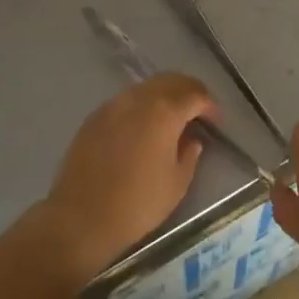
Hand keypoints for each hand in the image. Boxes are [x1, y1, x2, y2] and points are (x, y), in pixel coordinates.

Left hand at [38, 73, 220, 282]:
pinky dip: (142, 106)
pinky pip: (126, 101)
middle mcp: (138, 98)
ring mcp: (113, 105)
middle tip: (199, 113)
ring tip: (172, 120)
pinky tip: (143, 129)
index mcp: (164, 111)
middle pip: (171, 81)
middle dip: (190, 92)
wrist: (81, 218)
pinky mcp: (94, 117)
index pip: (195, 94)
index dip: (210, 106)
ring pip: (147, 88)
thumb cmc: (137, 204)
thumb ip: (190, 154)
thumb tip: (191, 139)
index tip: (217, 122)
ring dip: (165, 96)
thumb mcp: (177, 183)